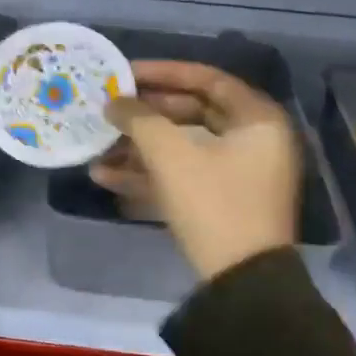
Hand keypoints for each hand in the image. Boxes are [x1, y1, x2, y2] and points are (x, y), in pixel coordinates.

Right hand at [95, 61, 300, 282]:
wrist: (242, 282)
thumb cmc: (213, 204)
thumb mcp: (171, 156)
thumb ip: (139, 120)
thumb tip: (114, 102)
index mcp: (257, 120)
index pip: (207, 79)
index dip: (164, 72)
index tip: (125, 73)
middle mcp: (253, 141)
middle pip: (192, 113)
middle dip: (146, 114)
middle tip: (110, 109)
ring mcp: (238, 175)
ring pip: (183, 148)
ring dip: (139, 147)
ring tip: (98, 146)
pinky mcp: (221, 203)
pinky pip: (183, 176)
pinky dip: (148, 175)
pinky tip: (105, 177)